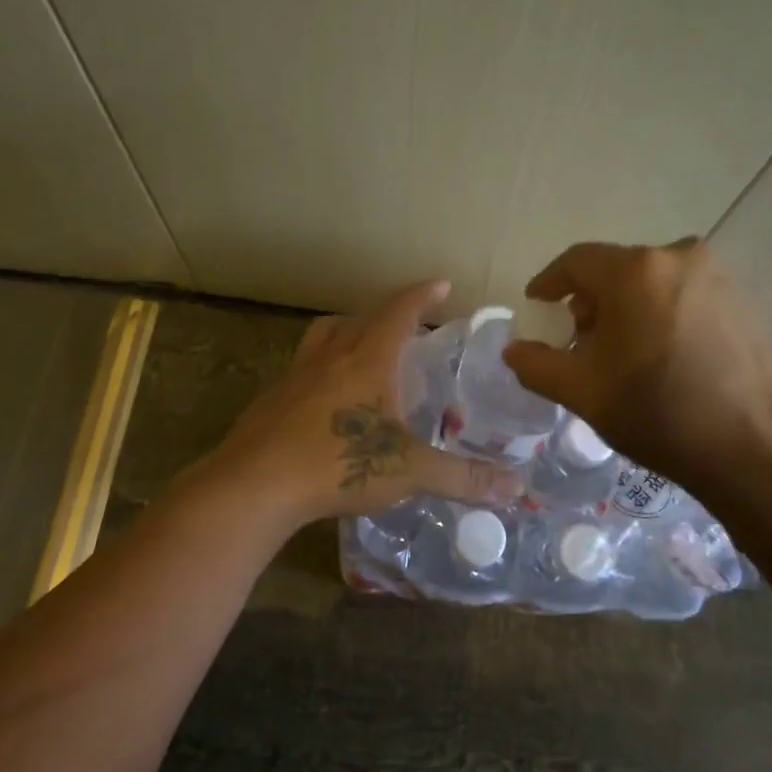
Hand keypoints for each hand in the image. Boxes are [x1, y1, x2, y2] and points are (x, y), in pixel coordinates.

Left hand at [202, 280, 524, 530]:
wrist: (256, 484)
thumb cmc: (338, 464)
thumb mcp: (409, 471)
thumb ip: (463, 477)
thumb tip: (515, 489)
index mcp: (368, 358)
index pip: (400, 310)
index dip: (423, 294)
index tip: (441, 283)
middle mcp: (332, 355)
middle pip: (363, 317)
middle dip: (391, 313)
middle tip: (412, 324)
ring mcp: (297, 374)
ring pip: (326, 335)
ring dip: (350, 330)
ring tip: (366, 346)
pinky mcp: (273, 397)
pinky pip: (304, 366)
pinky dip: (323, 367)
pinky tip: (328, 397)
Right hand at [502, 238, 771, 497]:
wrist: (762, 451)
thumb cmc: (661, 414)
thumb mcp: (584, 393)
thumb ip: (537, 365)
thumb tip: (514, 350)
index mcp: (636, 271)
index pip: (576, 261)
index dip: (550, 281)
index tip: (537, 302)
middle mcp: (679, 258)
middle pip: (617, 270)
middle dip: (591, 301)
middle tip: (580, 339)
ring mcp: (720, 277)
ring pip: (655, 282)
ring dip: (630, 308)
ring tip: (625, 352)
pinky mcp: (748, 301)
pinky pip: (688, 296)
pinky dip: (665, 314)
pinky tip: (667, 356)